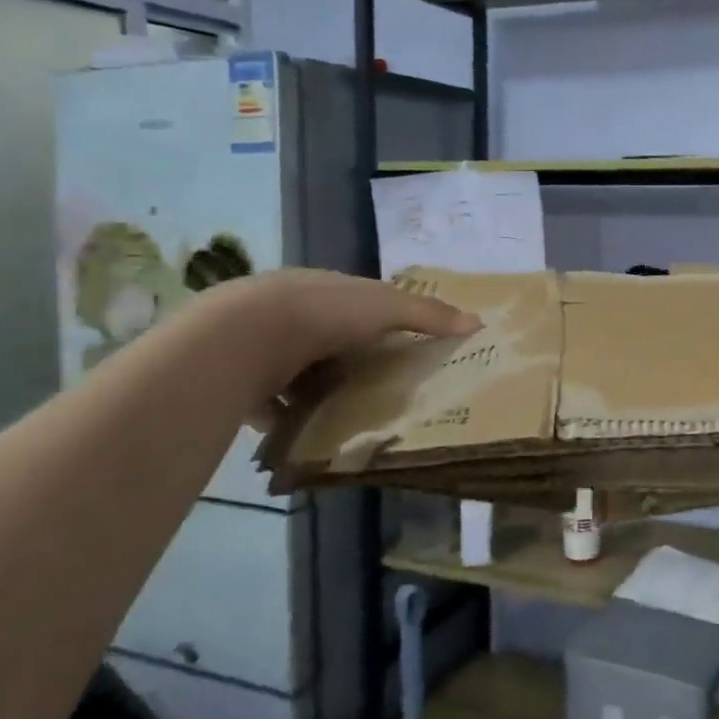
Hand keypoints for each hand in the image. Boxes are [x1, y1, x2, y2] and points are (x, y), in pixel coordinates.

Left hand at [189, 269, 481, 404]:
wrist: (242, 337)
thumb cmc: (322, 313)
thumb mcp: (386, 308)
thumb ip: (428, 315)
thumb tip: (478, 322)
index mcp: (324, 287)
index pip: (357, 301)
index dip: (380, 320)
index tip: (402, 346)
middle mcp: (290, 309)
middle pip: (327, 336)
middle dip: (349, 357)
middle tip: (379, 385)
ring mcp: (261, 343)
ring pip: (298, 368)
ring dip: (316, 388)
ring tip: (345, 413)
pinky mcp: (240, 377)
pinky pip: (270, 400)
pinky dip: (285, 414)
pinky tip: (303, 431)